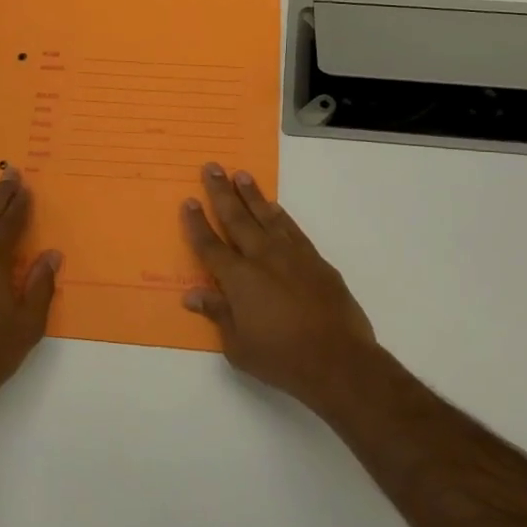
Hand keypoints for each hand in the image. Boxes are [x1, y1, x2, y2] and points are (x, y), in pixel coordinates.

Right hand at [181, 163, 377, 408]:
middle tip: (212, 167)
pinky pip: (292, 229)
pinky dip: (281, 215)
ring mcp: (291, 255)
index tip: (189, 201)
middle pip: (236, 218)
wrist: (338, 359)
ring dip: (252, 195)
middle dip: (221, 192)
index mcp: (238, 279)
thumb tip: (192, 295)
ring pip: (266, 216)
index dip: (197, 223)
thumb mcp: (238, 346)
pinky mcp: (315, 260)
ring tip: (241, 175)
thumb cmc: (282, 358)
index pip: (210, 245)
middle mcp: (262, 257)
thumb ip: (217, 314)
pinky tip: (274, 206)